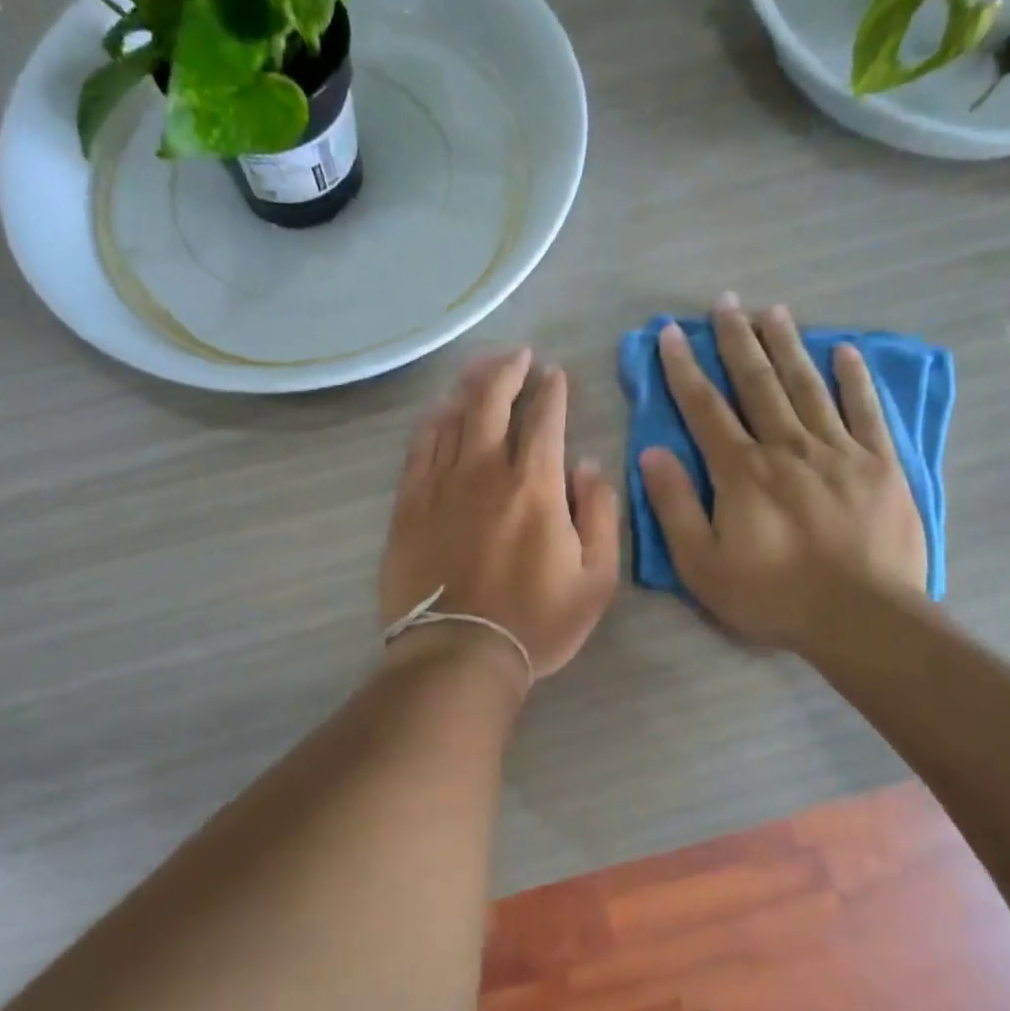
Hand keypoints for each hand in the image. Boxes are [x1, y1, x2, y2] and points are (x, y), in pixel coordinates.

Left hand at [381, 349, 620, 683]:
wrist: (458, 655)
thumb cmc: (536, 623)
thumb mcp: (596, 579)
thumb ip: (600, 515)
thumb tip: (588, 467)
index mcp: (536, 485)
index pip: (545, 418)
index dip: (552, 390)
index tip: (555, 375)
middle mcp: (486, 470)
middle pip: (492, 401)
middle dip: (508, 370)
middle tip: (518, 355)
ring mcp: (441, 484)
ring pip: (454, 416)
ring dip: (470, 386)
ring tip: (481, 369)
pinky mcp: (409, 504)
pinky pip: (420, 447)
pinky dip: (433, 421)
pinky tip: (441, 410)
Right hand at [638, 296, 927, 654]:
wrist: (860, 617)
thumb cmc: (772, 595)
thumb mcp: (702, 564)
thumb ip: (675, 505)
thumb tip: (652, 452)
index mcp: (741, 471)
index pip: (706, 408)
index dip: (685, 369)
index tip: (672, 333)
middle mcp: (787, 447)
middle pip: (758, 384)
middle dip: (737, 341)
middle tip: (726, 302)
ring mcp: (838, 451)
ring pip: (807, 386)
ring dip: (788, 346)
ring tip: (774, 311)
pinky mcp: (880, 465)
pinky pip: (865, 411)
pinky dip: (855, 379)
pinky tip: (845, 351)